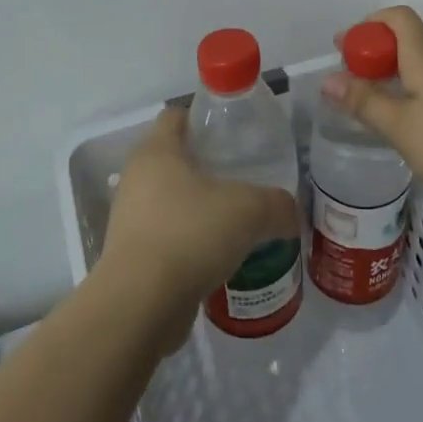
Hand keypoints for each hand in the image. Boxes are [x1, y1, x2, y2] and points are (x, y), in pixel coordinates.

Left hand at [96, 108, 302, 345]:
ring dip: (200, 211)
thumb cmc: (191, 234)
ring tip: (238, 224)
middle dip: (209, 168)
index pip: (177, 115)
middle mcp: (136, 178)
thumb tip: (292, 214)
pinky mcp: (131, 257)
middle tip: (245, 180)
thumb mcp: (250, 210)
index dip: (205, 117)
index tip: (235, 134)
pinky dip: (191, 245)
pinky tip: (221, 260)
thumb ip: (278, 205)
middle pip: (175, 159)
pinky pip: (168, 239)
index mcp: (157, 151)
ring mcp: (130, 219)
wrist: (141, 305)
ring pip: (172, 202)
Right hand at [320, 6, 422, 211]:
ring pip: (418, 66)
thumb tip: (327, 79)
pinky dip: (409, 94)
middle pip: (405, 40)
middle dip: (373, 54)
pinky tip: (404, 125)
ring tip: (370, 106)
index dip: (368, 25)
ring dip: (390, 76)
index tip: (345, 51)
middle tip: (349, 83)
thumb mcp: (400, 126)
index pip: (397, 17)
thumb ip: (363, 102)